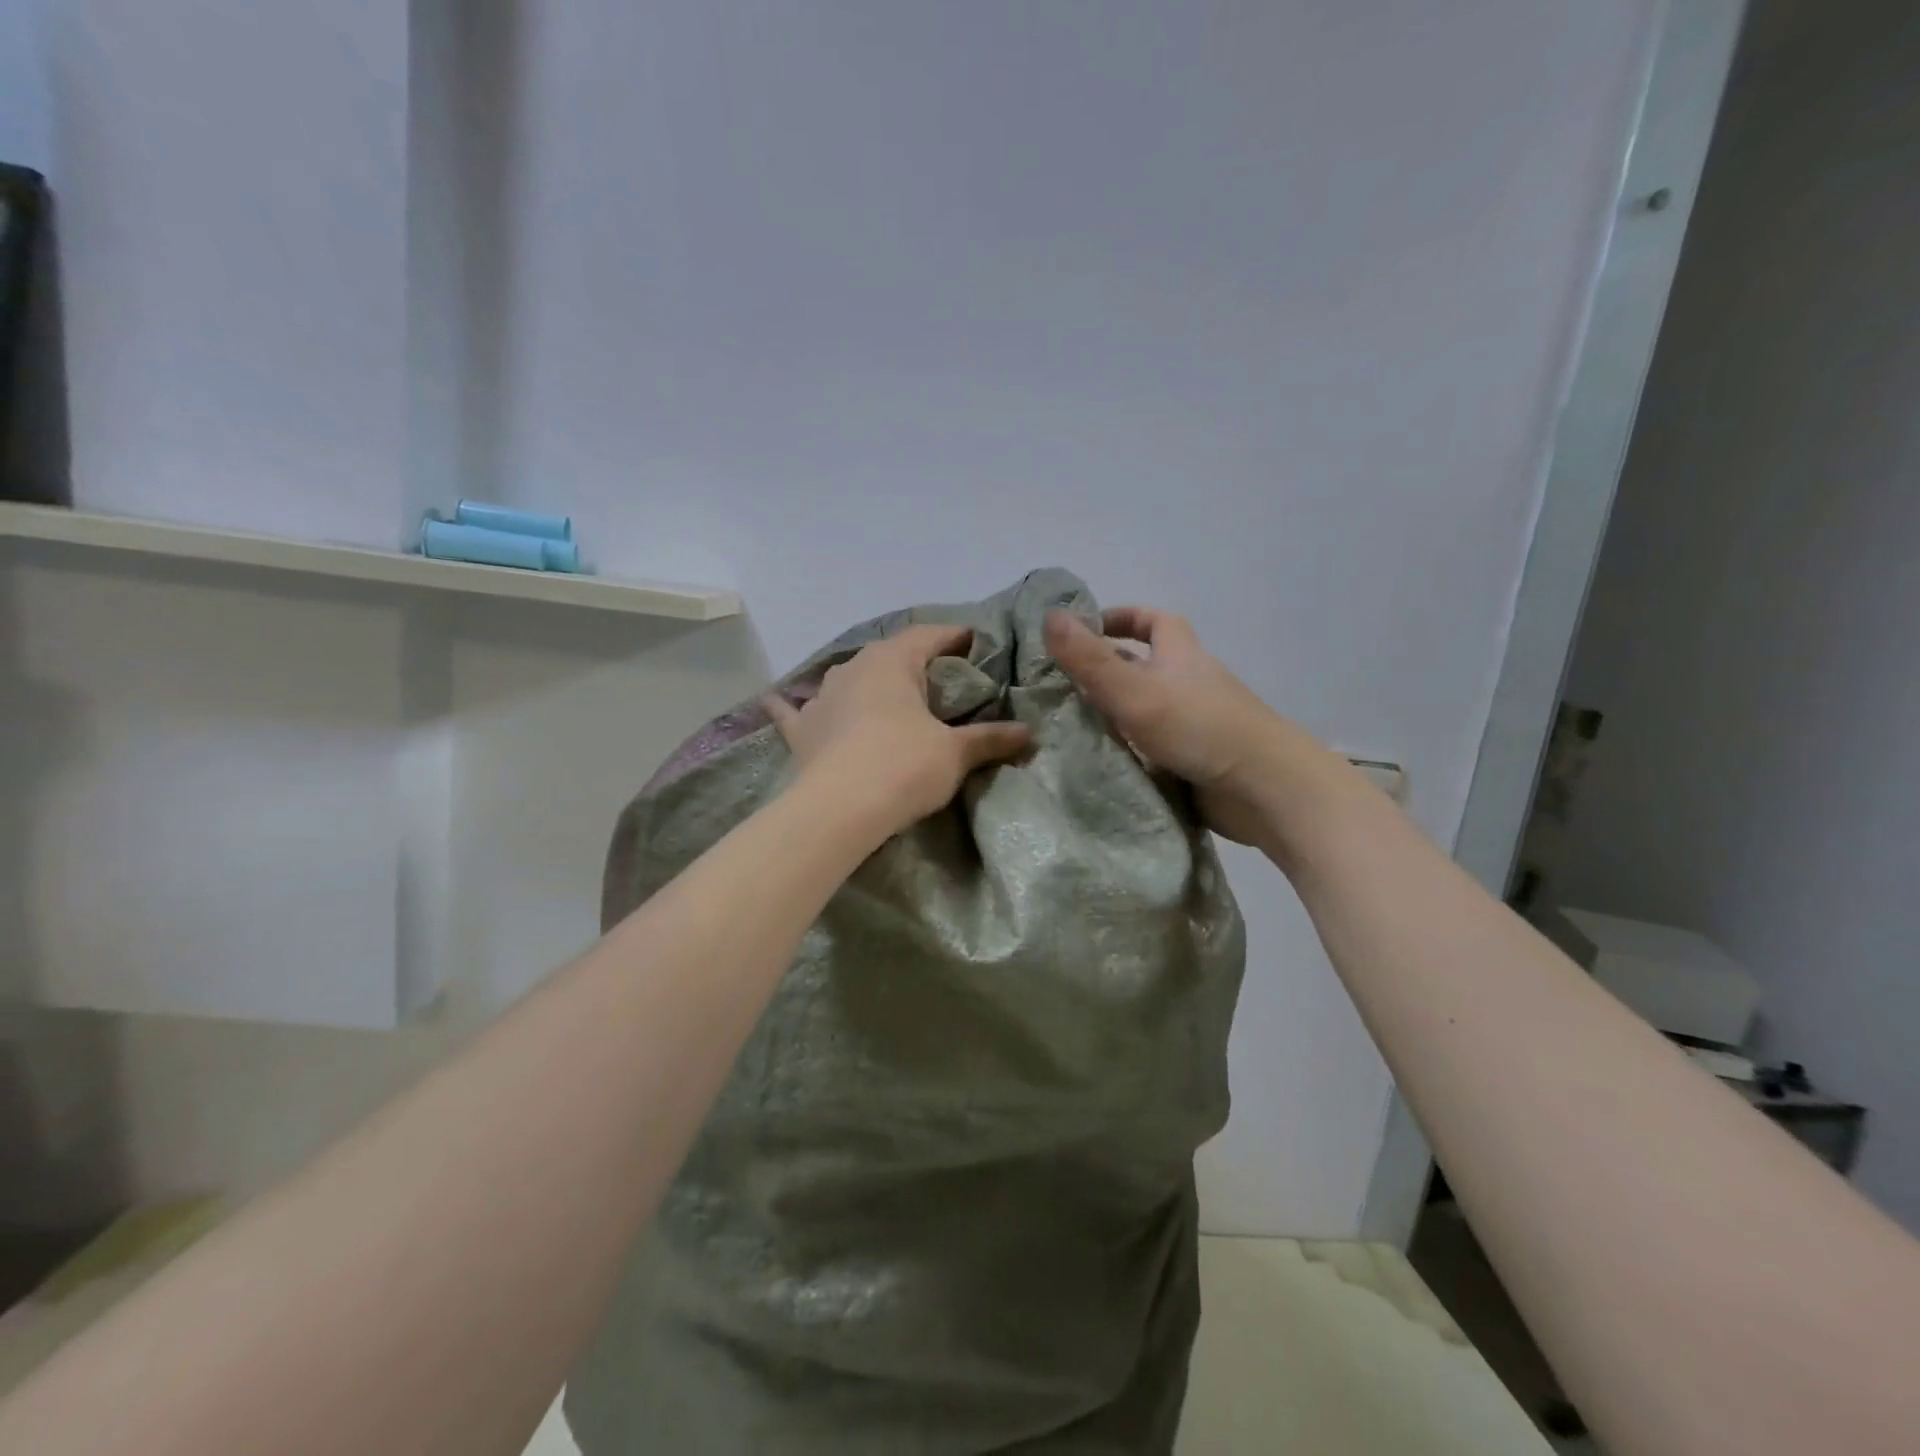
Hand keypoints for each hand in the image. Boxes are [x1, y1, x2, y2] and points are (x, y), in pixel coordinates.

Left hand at [768, 624, 1032, 838]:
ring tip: (887, 692)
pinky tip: (779, 699)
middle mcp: (853, 668)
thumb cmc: (903, 767)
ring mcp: (821, 697)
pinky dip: (793, 706)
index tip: (976, 643)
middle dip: (916, 661)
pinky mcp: (801, 730)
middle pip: (890, 653)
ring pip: (848, 678)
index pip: (930, 635)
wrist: (838, 810)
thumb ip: (990, 738)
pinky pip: (795, 711)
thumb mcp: (954, 753)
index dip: (955, 637)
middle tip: (943, 677)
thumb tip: (1028, 734)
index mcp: (893, 661)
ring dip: (867, 681)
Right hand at [1044, 606, 1301, 844]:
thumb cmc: (1198, 727)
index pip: (1154, 621)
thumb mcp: (1133, 689)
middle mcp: (1188, 686)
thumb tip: (1049, 614)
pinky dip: (1126, 752)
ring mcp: (1193, 726)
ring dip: (1112, 716)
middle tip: (1059, 687)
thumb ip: (1090, 659)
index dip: (1122, 618)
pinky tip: (1095, 765)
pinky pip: (1151, 749)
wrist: (1262, 789)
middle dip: (1106, 671)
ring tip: (1064, 728)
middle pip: (1145, 668)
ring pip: (1145, 712)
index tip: (1086, 629)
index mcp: (1180, 657)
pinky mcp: (1194, 762)